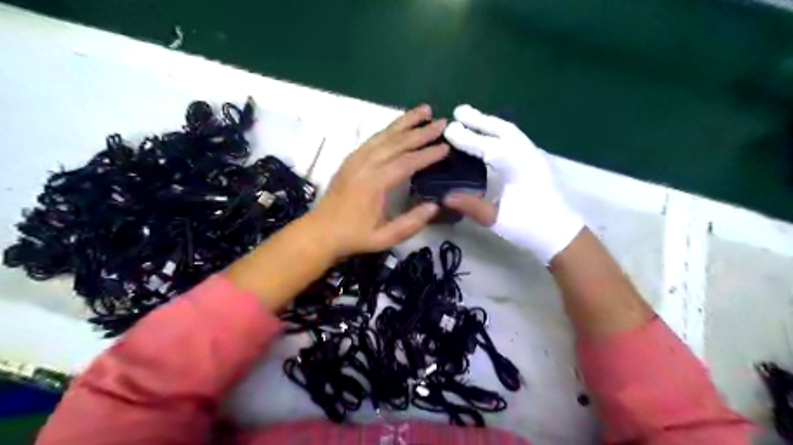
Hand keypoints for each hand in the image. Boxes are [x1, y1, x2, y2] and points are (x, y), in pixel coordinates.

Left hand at [309, 104, 448, 259]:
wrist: (319, 232)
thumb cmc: (353, 237)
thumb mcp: (384, 238)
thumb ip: (410, 223)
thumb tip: (435, 206)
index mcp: (374, 183)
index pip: (406, 162)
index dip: (428, 154)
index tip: (447, 147)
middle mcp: (364, 164)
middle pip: (397, 142)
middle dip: (421, 131)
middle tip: (443, 122)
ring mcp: (355, 159)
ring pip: (384, 134)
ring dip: (405, 121)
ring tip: (425, 110)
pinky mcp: (351, 159)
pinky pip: (373, 138)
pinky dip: (389, 129)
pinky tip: (400, 125)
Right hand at [440, 104, 580, 263]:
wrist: (562, 234)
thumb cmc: (530, 226)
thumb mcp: (496, 219)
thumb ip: (470, 205)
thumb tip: (444, 196)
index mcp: (518, 166)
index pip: (488, 146)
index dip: (467, 137)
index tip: (448, 128)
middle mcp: (528, 155)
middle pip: (502, 129)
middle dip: (479, 119)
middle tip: (458, 111)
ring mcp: (535, 156)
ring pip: (511, 132)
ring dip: (491, 123)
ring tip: (472, 118)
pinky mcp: (537, 162)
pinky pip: (516, 139)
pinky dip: (500, 132)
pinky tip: (492, 136)